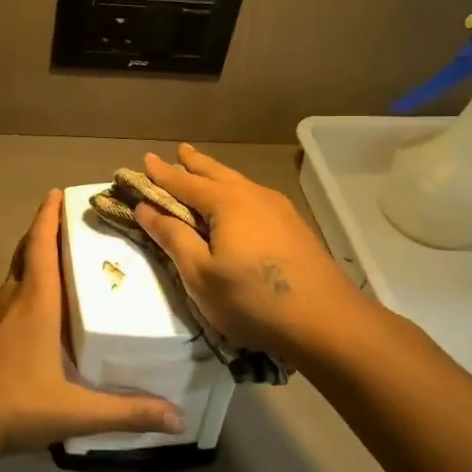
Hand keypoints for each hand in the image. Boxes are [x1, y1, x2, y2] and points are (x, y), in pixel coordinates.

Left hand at [0, 190, 183, 454]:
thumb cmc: (15, 404)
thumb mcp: (76, 411)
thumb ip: (126, 412)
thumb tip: (177, 417)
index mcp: (35, 303)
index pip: (42, 246)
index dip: (48, 217)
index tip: (57, 193)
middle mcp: (13, 299)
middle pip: (27, 252)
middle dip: (45, 230)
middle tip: (70, 220)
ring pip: (15, 272)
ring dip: (34, 255)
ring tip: (62, 254)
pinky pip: (9, 292)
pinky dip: (25, 280)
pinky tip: (39, 302)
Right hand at [134, 143, 377, 365]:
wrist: (326, 321)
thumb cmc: (252, 299)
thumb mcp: (200, 274)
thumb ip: (172, 237)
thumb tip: (145, 208)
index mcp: (226, 203)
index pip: (184, 182)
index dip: (162, 173)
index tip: (144, 160)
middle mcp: (252, 196)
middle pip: (216, 173)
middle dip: (194, 164)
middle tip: (180, 151)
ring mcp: (279, 209)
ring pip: (239, 182)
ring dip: (217, 175)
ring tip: (205, 171)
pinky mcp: (294, 227)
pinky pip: (255, 196)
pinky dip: (236, 191)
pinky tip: (240, 202)